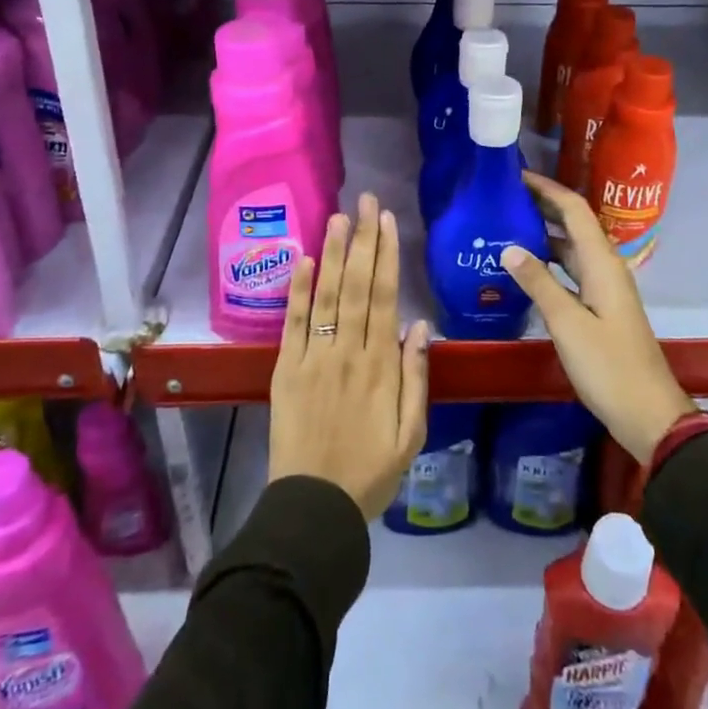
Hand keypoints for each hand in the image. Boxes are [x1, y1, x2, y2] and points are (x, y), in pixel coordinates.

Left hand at [269, 193, 430, 520]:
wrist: (314, 508)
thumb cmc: (371, 472)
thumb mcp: (412, 434)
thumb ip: (417, 377)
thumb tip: (421, 325)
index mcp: (381, 366)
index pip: (385, 297)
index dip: (386, 255)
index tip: (386, 221)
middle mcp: (348, 352)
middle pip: (357, 285)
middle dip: (362, 239)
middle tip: (364, 200)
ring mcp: (314, 358)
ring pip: (326, 295)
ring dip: (333, 253)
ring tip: (338, 215)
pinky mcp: (286, 369)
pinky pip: (293, 323)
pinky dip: (299, 290)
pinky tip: (305, 259)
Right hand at [503, 172, 693, 463]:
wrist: (647, 412)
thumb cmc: (608, 366)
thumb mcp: (567, 324)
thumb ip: (538, 283)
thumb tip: (509, 247)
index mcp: (602, 262)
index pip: (574, 210)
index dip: (547, 188)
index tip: (515, 175)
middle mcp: (605, 266)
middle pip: (574, 223)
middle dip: (542, 205)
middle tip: (503, 197)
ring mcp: (604, 287)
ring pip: (571, 247)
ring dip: (543, 232)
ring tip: (506, 225)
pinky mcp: (600, 306)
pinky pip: (571, 270)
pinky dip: (548, 260)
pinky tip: (524, 268)